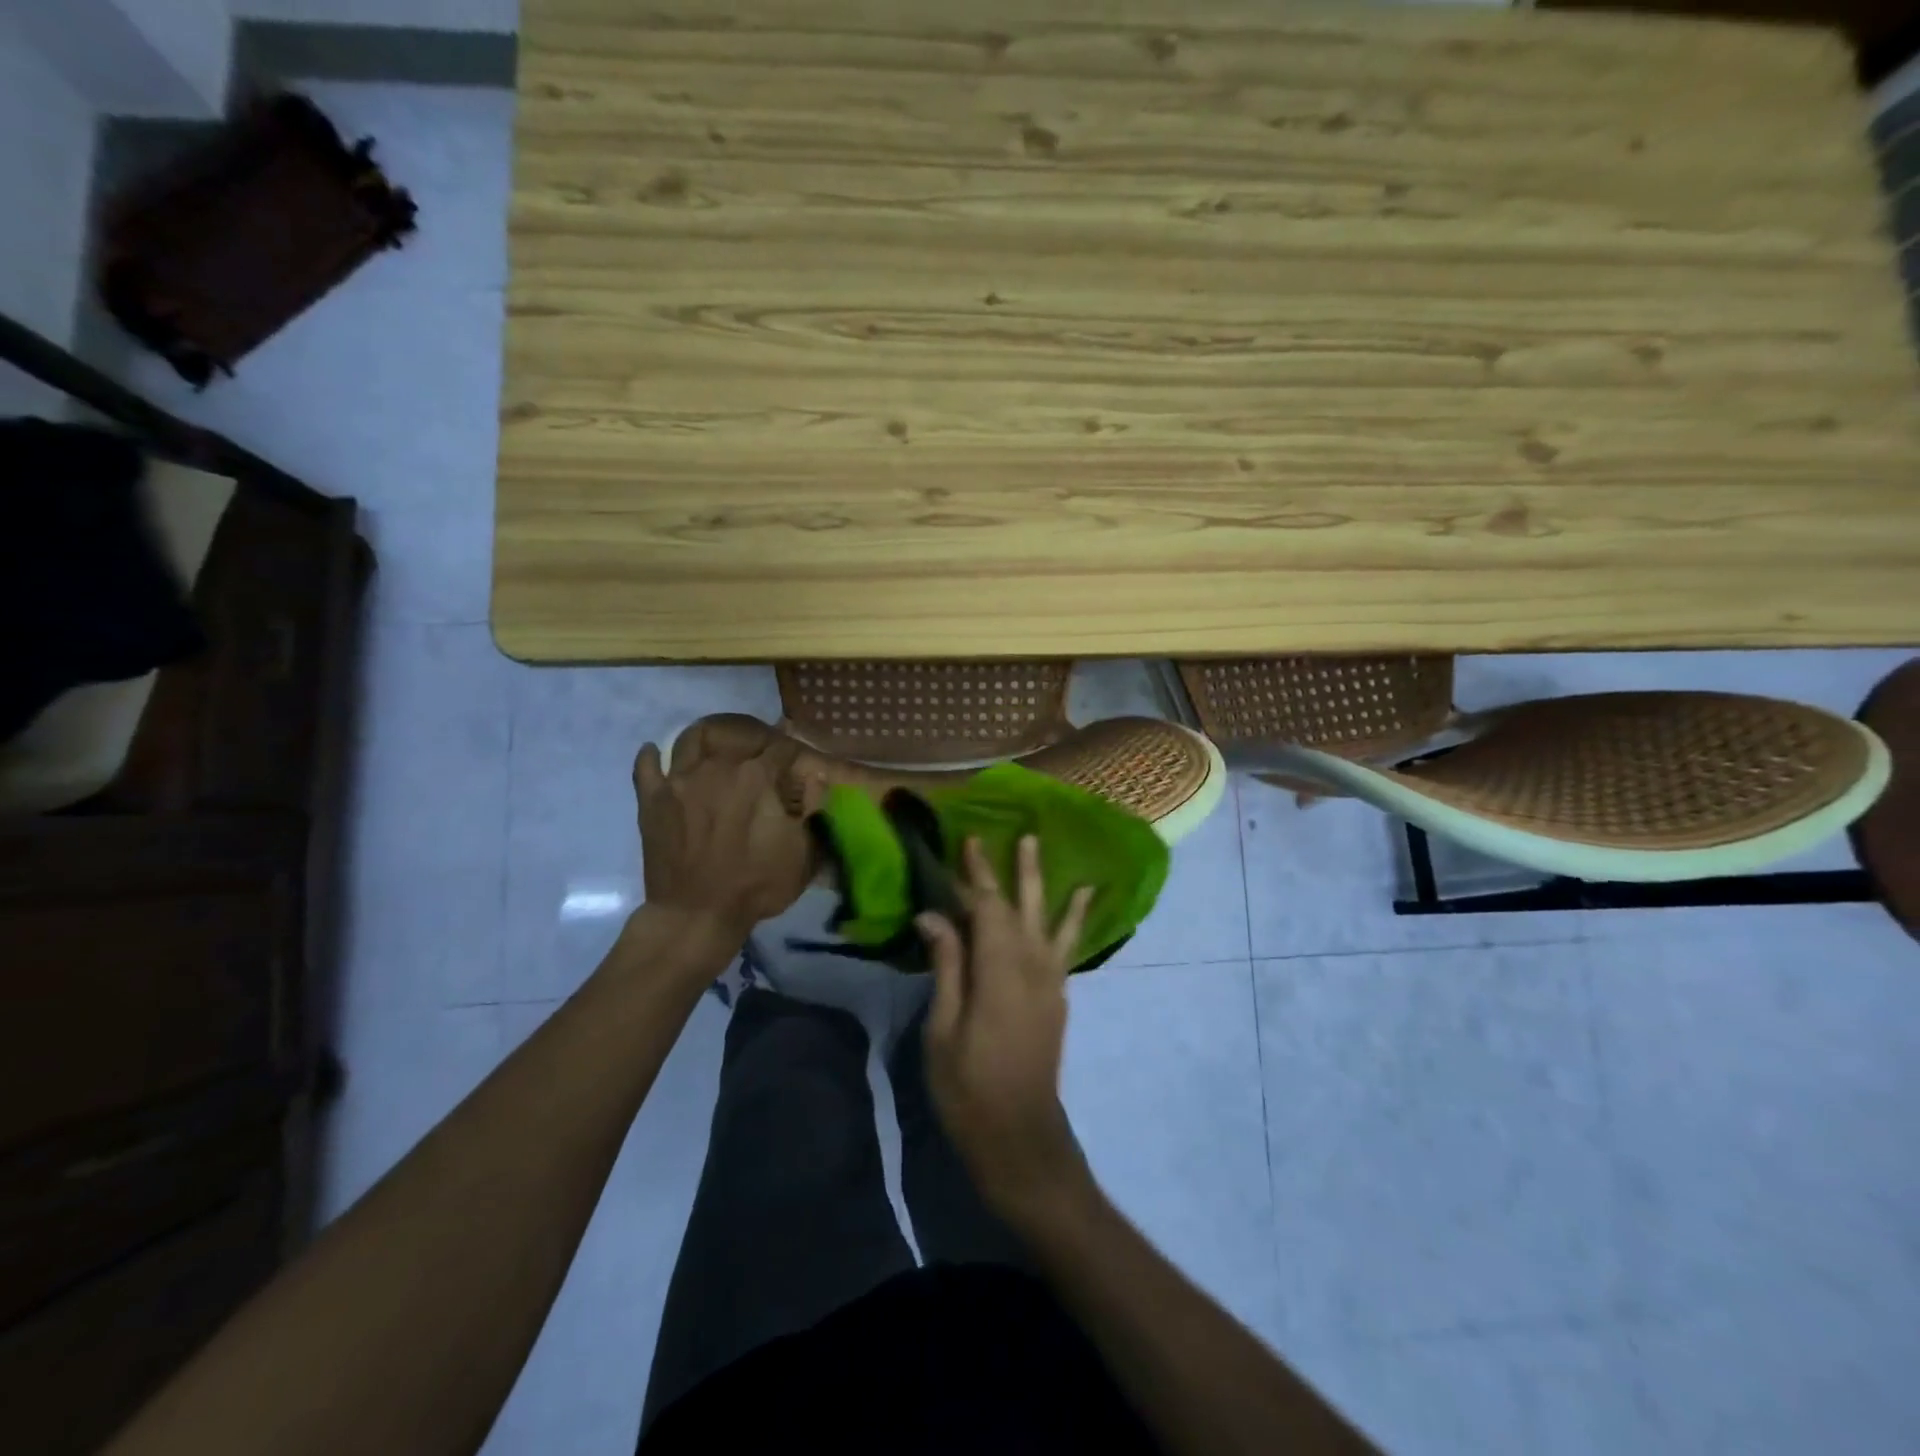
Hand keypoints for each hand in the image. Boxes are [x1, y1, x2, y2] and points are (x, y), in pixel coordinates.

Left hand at [632, 740, 813, 947]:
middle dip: (755, 742)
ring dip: (707, 738)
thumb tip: (816, 777)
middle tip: (762, 756)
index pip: (781, 748)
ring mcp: (679, 781)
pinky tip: (657, 753)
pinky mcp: (651, 800)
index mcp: (756, 777)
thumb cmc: (756, 885)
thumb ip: (814, 809)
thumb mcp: (803, 853)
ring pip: (691, 739)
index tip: (797, 760)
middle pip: (738, 737)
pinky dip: (652, 756)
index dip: (792, 751)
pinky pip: (646, 767)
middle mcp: (717, 767)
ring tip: (715, 747)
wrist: (696, 915)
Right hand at [916, 836, 1095, 1224]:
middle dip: (1015, 869)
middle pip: (1022, 905)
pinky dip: (1074, 918)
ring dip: (1045, 883)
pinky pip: (1066, 945)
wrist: (1021, 1136)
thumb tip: (934, 916)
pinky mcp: (1058, 996)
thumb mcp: (942, 1029)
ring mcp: (1050, 980)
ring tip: (1045, 852)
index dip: (976, 876)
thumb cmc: (969, 1087)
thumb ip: (946, 967)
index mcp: (999, 971)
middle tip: (1017, 834)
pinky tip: (1083, 900)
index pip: (987, 908)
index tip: (967, 843)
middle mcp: (1032, 966)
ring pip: (1049, 919)